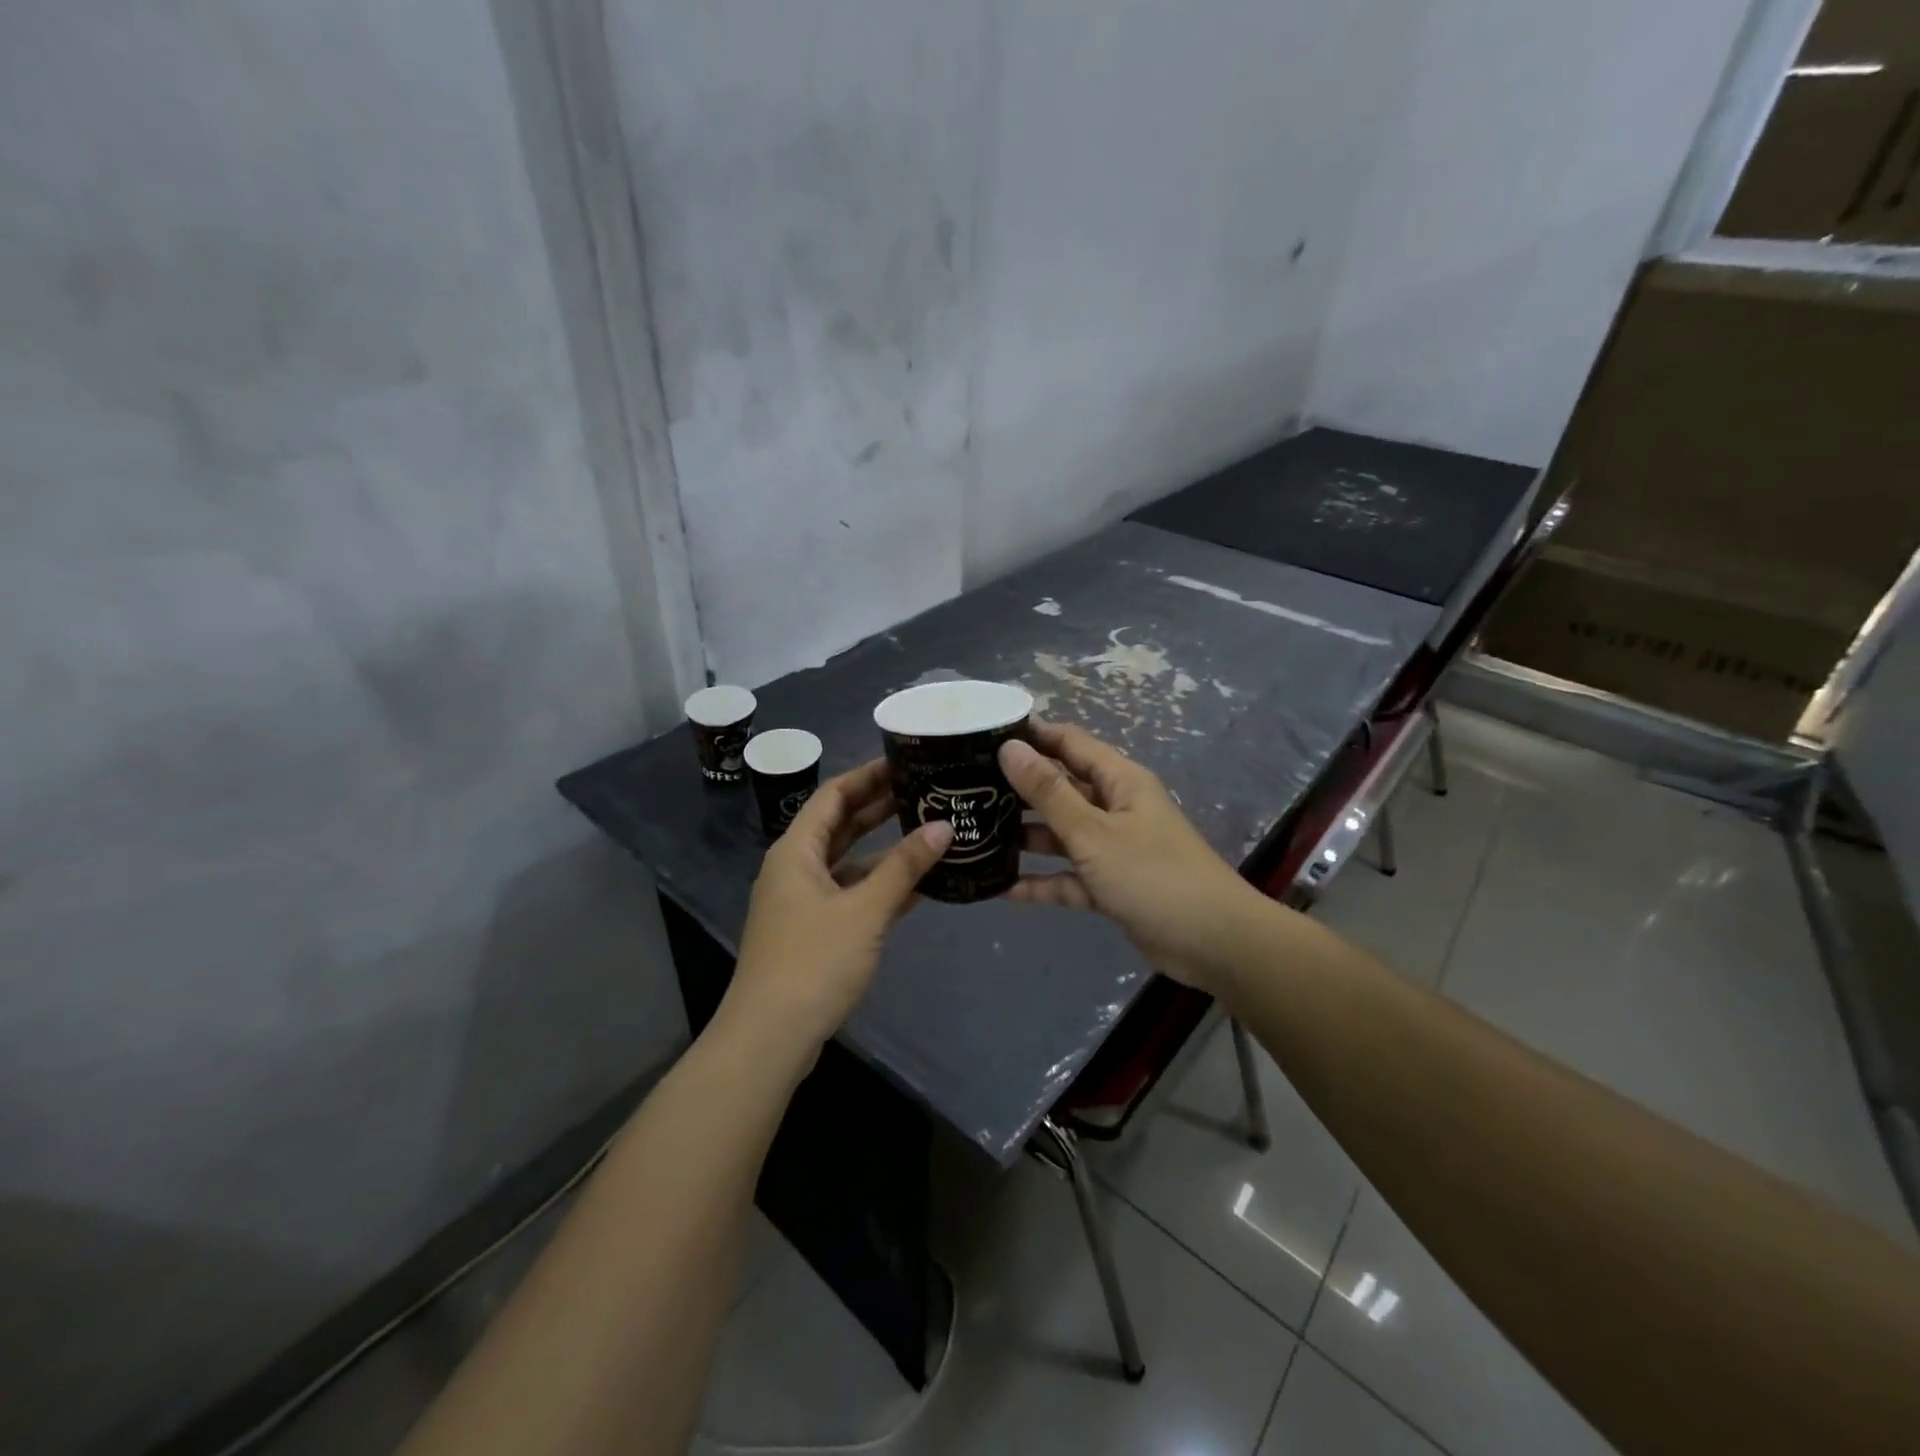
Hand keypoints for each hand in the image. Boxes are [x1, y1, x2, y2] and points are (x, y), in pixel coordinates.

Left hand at [725, 758, 951, 1050]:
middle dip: (879, 807)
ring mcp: (803, 902)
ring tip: (928, 829)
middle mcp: (795, 868)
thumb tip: (944, 826)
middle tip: (924, 789)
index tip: (905, 761)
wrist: (770, 1037)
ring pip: (848, 861)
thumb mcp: (865, 910)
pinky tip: (917, 883)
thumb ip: (905, 867)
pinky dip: (879, 885)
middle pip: (840, 825)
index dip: (868, 775)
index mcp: (796, 851)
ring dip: (883, 848)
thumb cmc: (813, 962)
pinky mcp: (814, 931)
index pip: (833, 795)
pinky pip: (850, 893)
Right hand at [1000, 722, 1269, 994]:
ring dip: (1027, 837)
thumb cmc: (1152, 874)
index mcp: (1119, 781)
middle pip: (1062, 789)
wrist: (1212, 943)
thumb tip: (1010, 748)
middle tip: (969, 789)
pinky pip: (1070, 878)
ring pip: (1063, 835)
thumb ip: (1049, 792)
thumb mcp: (1093, 831)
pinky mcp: (1112, 886)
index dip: (1032, 735)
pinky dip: (1044, 882)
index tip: (985, 736)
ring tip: (977, 835)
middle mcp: (1116, 808)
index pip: (1069, 743)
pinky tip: (1004, 890)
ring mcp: (1114, 849)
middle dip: (1020, 789)